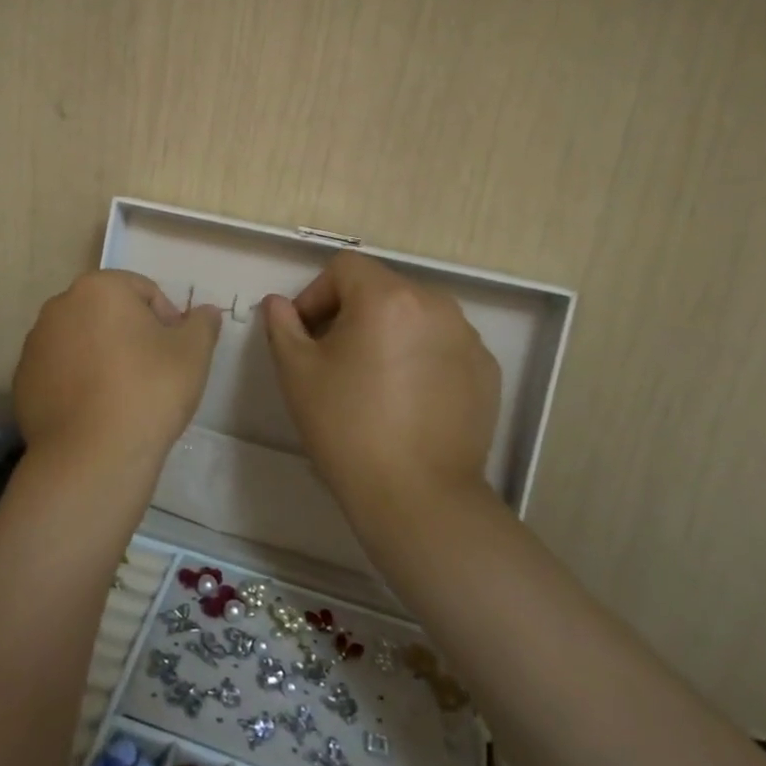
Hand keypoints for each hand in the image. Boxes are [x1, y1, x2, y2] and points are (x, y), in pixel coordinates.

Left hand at [12, 270, 222, 476]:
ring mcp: (35, 344)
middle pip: (108, 313)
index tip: (176, 354)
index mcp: (99, 288)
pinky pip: (59, 371)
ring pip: (81, 341)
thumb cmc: (149, 391)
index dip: (167, 320)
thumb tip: (206, 312)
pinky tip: (95, 411)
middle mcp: (59, 306)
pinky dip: (77, 382)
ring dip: (102, 356)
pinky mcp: (22, 380)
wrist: (92, 456)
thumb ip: (202, 324)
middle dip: (131, 335)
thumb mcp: (193, 353)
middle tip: (153, 372)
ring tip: (123, 395)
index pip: (144, 291)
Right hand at [263, 252, 500, 525]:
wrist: (417, 496)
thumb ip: (282, 325)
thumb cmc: (347, 427)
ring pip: (414, 316)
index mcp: (387, 297)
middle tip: (333, 358)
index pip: (344, 268)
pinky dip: (420, 357)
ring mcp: (467, 338)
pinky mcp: (486, 370)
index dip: (316, 294)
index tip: (306, 335)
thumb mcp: (297, 373)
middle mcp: (435, 305)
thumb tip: (279, 303)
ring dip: (387, 333)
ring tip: (372, 380)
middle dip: (351, 313)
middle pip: (381, 288)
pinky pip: (443, 345)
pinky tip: (407, 400)